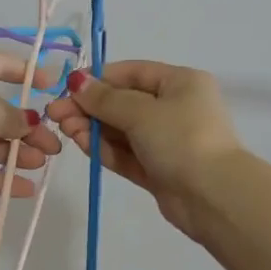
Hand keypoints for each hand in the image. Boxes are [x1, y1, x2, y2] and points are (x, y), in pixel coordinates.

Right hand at [45, 61, 243, 240]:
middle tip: (56, 115)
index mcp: (181, 82)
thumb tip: (77, 82)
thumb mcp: (141, 112)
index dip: (98, 79)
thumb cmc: (181, 139)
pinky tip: (82, 144)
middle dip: (90, 107)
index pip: (132, 73)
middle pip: (124, 102)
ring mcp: (168, 141)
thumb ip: (105, 98)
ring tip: (66, 131)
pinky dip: (105, 149)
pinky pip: (127, 154)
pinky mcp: (159, 170)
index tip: (66, 88)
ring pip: (123, 130)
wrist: (214, 197)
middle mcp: (176, 107)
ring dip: (94, 128)